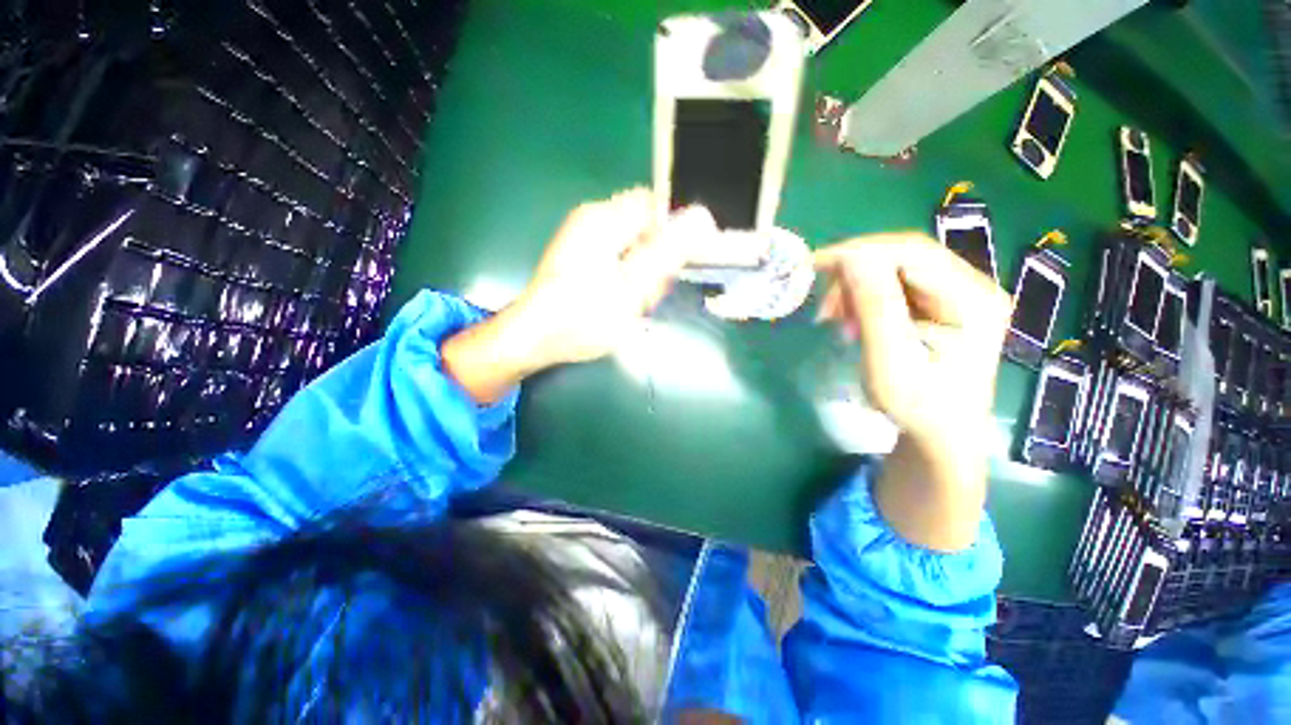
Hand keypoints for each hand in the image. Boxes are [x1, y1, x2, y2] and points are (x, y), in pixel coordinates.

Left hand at [443, 189, 716, 403]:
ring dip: (642, 271)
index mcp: (605, 219)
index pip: (656, 206)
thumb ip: (667, 253)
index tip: (677, 266)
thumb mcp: (632, 289)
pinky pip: (617, 257)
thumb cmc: (582, 318)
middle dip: (656, 258)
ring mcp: (583, 236)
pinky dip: (626, 276)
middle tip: (648, 292)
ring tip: (632, 301)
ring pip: (633, 245)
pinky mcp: (579, 254)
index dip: (675, 233)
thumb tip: (703, 218)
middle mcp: (592, 218)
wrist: (533, 339)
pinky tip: (619, 299)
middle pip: (645, 225)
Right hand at [813, 233, 1011, 550]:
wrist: (941, 436)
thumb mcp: (890, 361)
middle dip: (855, 274)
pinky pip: (896, 285)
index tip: (814, 266)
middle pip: (905, 255)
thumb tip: (851, 255)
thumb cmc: (917, 408)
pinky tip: (854, 321)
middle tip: (825, 308)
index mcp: (973, 300)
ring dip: (857, 288)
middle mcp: (973, 286)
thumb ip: (875, 307)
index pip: (912, 252)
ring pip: (896, 268)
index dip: (860, 252)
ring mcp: (959, 294)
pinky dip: (866, 298)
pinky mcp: (942, 304)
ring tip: (838, 321)